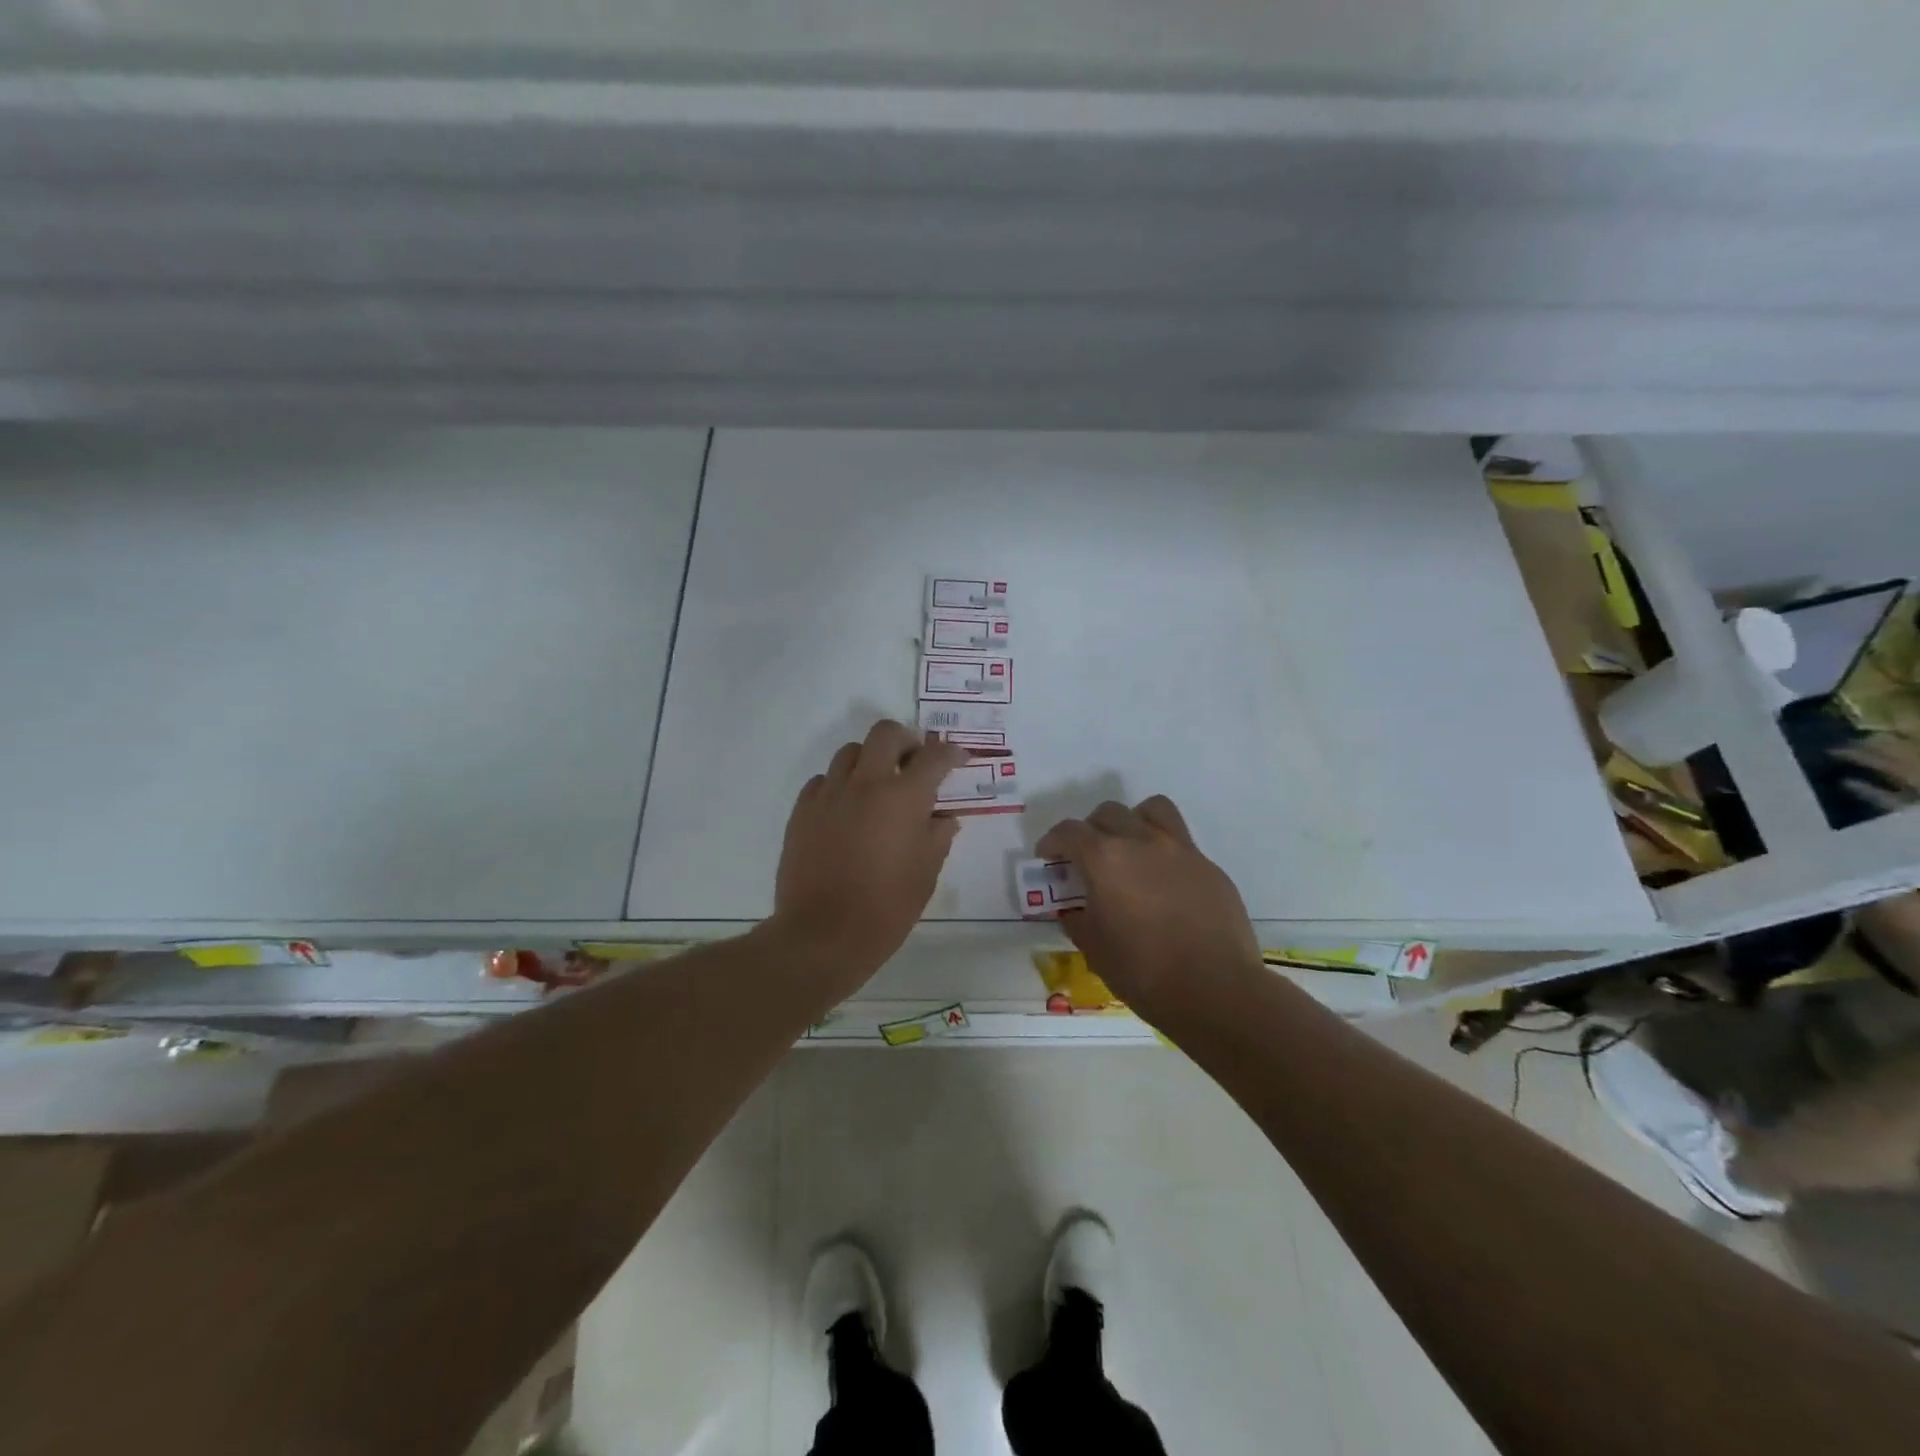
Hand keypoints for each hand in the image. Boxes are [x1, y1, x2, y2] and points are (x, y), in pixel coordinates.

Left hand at [768, 720, 969, 992]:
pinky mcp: (802, 811)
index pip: (933, 757)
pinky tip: (845, 810)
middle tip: (913, 763)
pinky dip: (839, 785)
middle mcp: (866, 784)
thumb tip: (944, 816)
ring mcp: (829, 794)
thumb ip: (938, 836)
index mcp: (904, 797)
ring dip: (870, 761)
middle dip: (905, 741)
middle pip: (885, 733)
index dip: (950, 753)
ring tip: (877, 787)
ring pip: (850, 753)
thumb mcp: (926, 873)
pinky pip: (822, 781)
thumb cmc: (886, 907)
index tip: (958, 758)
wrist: (823, 934)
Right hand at [1037, 795, 1261, 1017]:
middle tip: (1087, 858)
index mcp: (1105, 859)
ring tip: (1130, 849)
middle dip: (1091, 830)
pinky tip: (1165, 884)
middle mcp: (1141, 842)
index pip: (1069, 832)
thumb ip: (1079, 921)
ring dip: (1133, 822)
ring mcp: (1180, 850)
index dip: (1053, 841)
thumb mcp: (1095, 950)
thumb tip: (1076, 911)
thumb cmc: (1143, 972)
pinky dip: (1164, 852)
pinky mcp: (1209, 867)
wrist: (1216, 991)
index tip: (1048, 857)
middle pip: (1109, 813)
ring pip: (1152, 810)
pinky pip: (1181, 843)